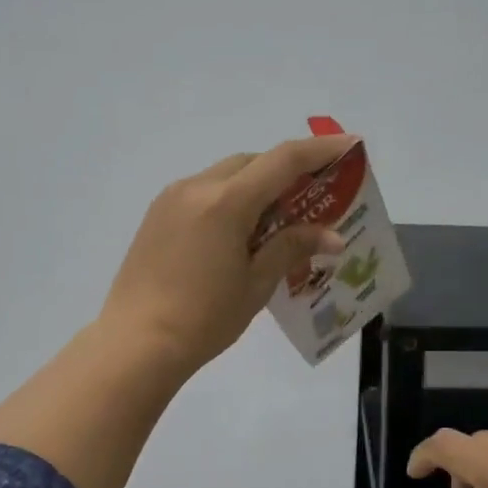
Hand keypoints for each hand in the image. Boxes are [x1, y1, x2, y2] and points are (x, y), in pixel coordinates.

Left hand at [100, 136, 352, 374]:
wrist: (136, 344)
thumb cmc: (204, 318)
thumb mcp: (256, 284)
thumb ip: (292, 248)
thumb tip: (332, 236)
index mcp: (226, 202)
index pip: (283, 160)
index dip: (321, 150)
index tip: (352, 144)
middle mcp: (197, 187)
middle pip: (253, 162)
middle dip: (288, 170)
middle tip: (317, 193)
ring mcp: (172, 198)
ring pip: (226, 175)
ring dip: (258, 185)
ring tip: (282, 217)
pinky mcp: (158, 215)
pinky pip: (205, 192)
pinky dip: (232, 199)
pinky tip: (242, 231)